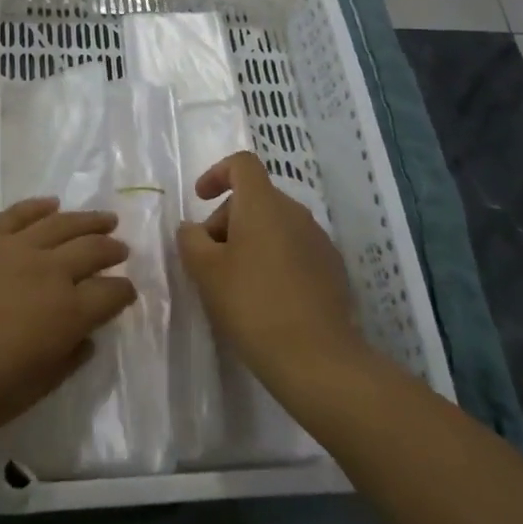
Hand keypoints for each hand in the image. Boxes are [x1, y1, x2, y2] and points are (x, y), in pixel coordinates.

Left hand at [0, 199, 134, 447]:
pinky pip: (18, 213)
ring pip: (62, 224)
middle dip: (111, 250)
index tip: (127, 291)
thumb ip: (62, 364)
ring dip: (87, 220)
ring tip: (104, 219)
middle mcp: (48, 272)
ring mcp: (13, 247)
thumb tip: (84, 340)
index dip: (123, 292)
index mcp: (65, 315)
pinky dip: (39, 206)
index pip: (110, 295)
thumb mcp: (25, 394)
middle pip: (92, 250)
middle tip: (121, 248)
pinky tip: (51, 203)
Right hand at [176, 152, 365, 392]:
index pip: (242, 164)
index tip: (200, 199)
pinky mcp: (332, 269)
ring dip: (249, 241)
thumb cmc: (252, 304)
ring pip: (274, 225)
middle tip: (208, 259)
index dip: (217, 173)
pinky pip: (294, 249)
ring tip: (234, 282)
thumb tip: (193, 229)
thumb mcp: (205, 271)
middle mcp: (295, 213)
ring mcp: (318, 241)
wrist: (317, 359)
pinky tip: (265, 298)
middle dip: (226, 219)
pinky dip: (273, 260)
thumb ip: (191, 240)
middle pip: (255, 198)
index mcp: (263, 204)